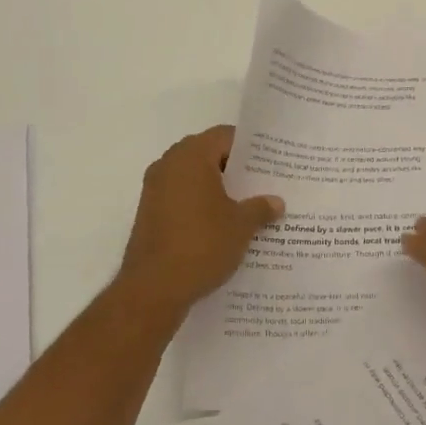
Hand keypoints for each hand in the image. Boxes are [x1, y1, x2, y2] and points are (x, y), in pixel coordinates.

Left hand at [115, 125, 283, 320]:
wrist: (153, 288)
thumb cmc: (201, 244)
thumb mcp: (241, 226)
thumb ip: (260, 208)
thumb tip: (276, 202)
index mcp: (191, 156)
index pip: (224, 136)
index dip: (250, 148)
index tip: (271, 162)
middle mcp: (169, 164)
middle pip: (208, 154)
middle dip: (235, 169)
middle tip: (264, 183)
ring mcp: (154, 189)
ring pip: (193, 178)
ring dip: (217, 189)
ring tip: (248, 206)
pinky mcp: (149, 214)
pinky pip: (181, 198)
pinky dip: (200, 205)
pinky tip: (223, 226)